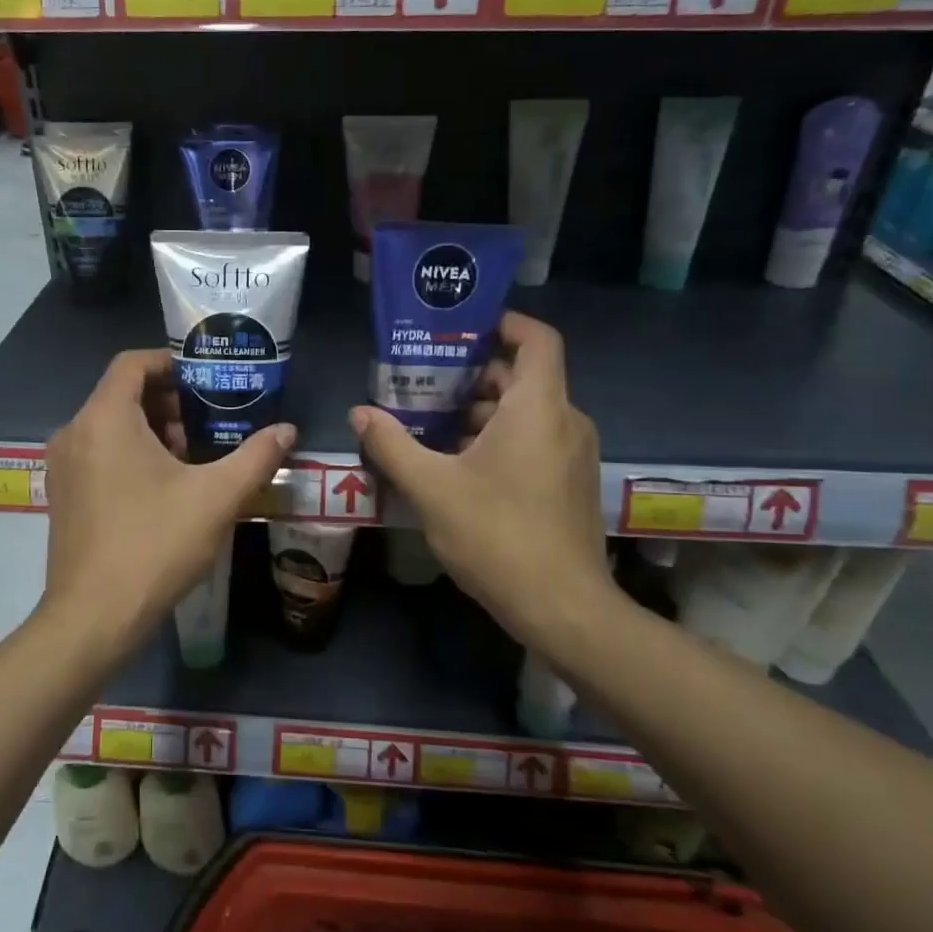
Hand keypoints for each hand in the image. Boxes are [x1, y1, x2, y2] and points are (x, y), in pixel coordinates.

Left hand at [42, 349, 293, 652]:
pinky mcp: (63, 495)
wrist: (93, 618)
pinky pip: (98, 453)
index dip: (171, 362)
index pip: (133, 363)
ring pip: (110, 426)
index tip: (206, 380)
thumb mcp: (217, 498)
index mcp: (105, 419)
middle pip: (122, 394)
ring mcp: (63, 467)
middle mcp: (74, 433)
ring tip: (190, 459)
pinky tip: (162, 489)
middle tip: (207, 425)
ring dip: (151, 430)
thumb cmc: (154, 545)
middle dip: (168, 402)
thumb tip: (287, 431)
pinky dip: (129, 454)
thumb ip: (256, 458)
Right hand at [350, 312, 611, 642]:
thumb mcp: (432, 488)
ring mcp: (572, 454)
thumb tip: (359, 413)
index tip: (461, 328)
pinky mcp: (570, 483)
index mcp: (538, 408)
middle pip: (522, 376)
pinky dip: (498, 438)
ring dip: (481, 411)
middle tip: (424, 380)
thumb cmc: (498, 536)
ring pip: (526, 412)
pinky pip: (534, 440)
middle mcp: (565, 421)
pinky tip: (456, 464)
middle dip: (472, 374)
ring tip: (430, 423)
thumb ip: (392, 445)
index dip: (503, 322)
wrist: (564, 609)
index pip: (536, 338)